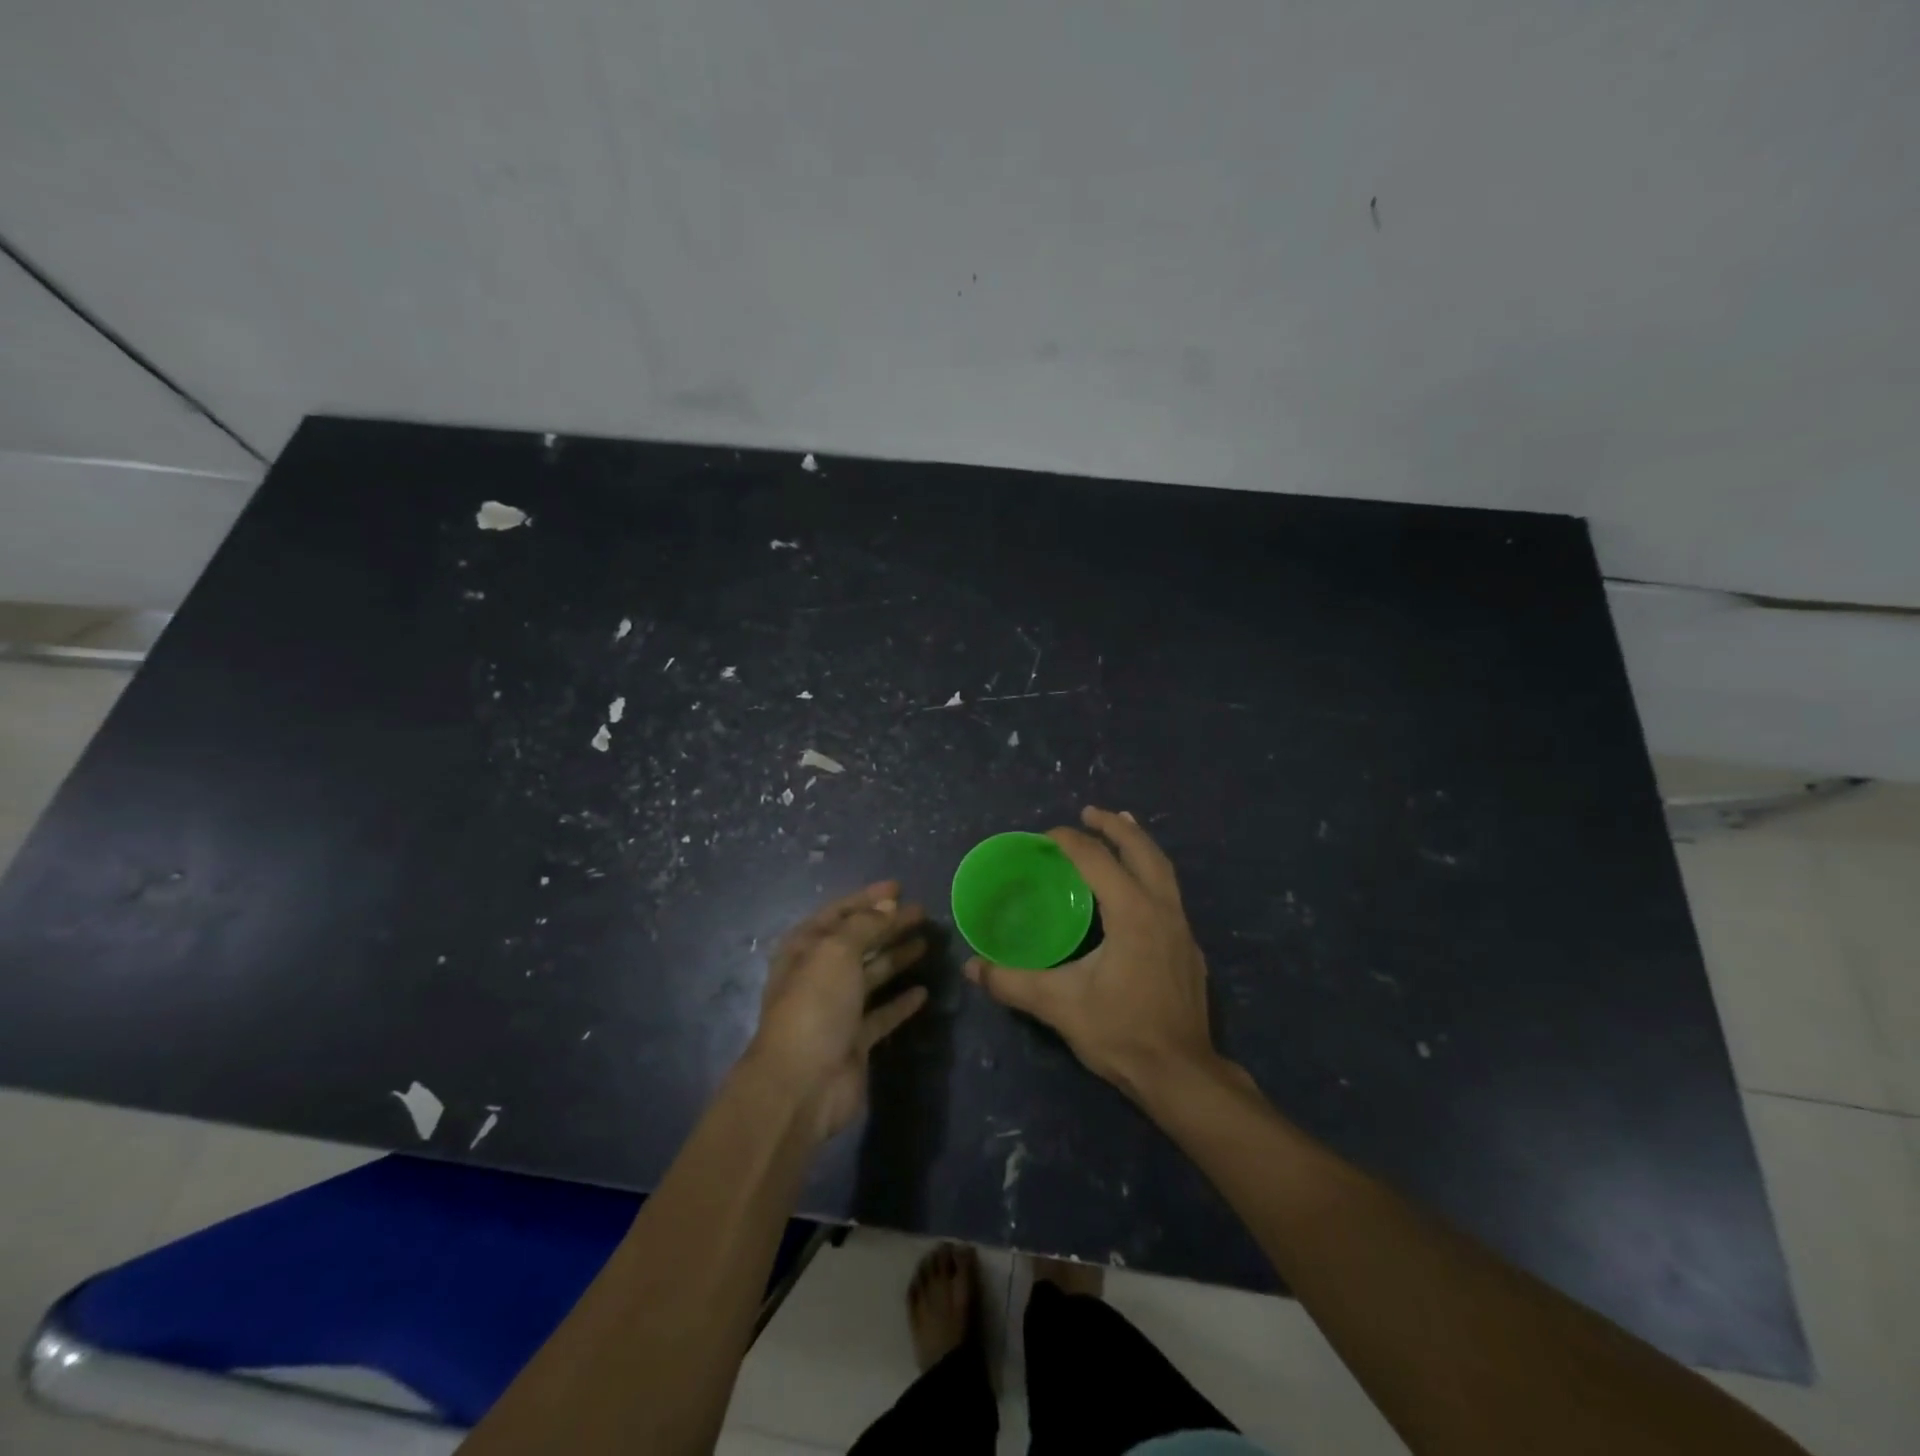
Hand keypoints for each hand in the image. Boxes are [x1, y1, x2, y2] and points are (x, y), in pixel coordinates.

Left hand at [746, 882, 929, 1141]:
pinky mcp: (855, 1040)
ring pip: (872, 975)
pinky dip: (901, 1002)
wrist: (801, 1084)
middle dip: (888, 925)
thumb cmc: (814, 1005)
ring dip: (896, 958)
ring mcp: (837, 1009)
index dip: (868, 898)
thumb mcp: (836, 951)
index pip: (839, 913)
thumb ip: (865, 925)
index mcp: (805, 948)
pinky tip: (923, 992)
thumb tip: (889, 905)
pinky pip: (882, 1014)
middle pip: (859, 942)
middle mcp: (819, 975)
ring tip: (927, 943)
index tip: (899, 887)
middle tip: (922, 913)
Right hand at [965, 807, 1235, 1103]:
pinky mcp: (1188, 949)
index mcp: (1133, 913)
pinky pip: (1169, 893)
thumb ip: (1012, 983)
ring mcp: (1182, 929)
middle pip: (1143, 851)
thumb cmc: (1121, 1033)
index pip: (1098, 860)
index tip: (1045, 837)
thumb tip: (972, 967)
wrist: (1182, 1075)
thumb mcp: (1059, 1006)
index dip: (1071, 841)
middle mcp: (1163, 910)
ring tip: (1121, 828)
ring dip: (1139, 845)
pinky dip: (1150, 874)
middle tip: (1090, 812)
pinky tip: (1136, 890)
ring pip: (1164, 870)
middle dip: (1116, 827)